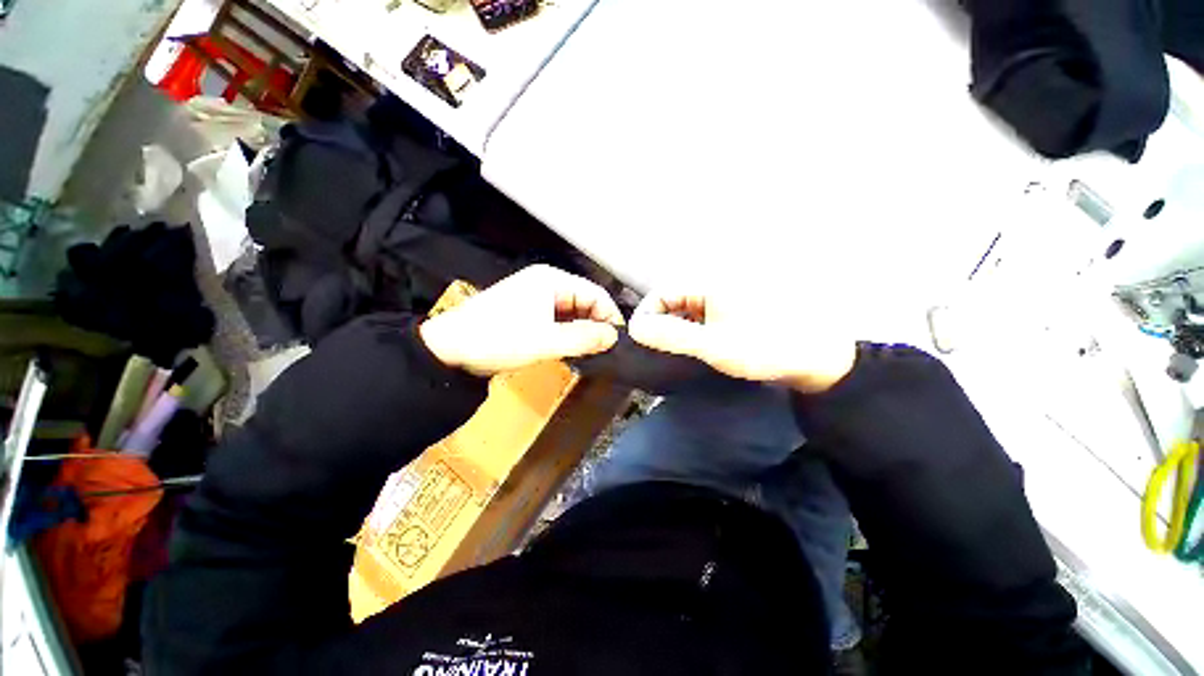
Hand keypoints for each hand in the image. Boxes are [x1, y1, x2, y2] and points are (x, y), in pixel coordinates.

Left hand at [420, 265, 623, 376]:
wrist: (451, 349)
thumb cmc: (498, 339)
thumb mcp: (545, 341)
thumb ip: (583, 338)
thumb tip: (614, 337)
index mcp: (552, 280)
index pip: (596, 293)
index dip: (610, 316)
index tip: (619, 342)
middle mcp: (547, 283)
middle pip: (585, 302)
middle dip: (596, 325)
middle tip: (604, 351)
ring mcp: (537, 297)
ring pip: (573, 313)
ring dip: (582, 331)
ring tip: (589, 353)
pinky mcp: (530, 311)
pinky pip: (559, 320)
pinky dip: (568, 334)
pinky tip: (570, 349)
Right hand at [627, 286, 856, 392]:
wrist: (818, 357)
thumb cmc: (765, 349)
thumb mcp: (713, 346)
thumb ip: (671, 336)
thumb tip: (636, 328)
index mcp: (709, 282)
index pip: (661, 293)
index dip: (647, 317)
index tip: (644, 343)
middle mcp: (715, 280)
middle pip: (672, 299)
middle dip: (662, 324)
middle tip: (663, 351)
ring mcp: (725, 293)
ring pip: (686, 307)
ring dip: (678, 328)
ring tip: (681, 351)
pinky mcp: (734, 305)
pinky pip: (702, 313)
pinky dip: (694, 328)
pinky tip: (701, 345)